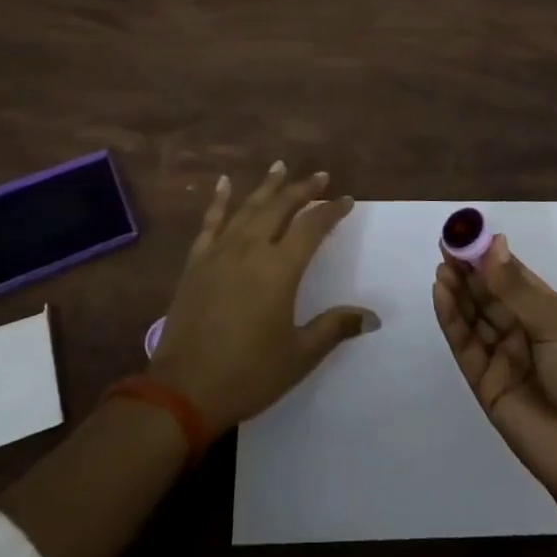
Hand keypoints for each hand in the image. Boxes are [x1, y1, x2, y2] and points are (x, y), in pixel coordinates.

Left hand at [152, 162, 378, 430]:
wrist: (183, 390)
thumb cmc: (249, 374)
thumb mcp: (299, 356)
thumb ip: (335, 328)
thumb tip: (373, 316)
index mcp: (280, 269)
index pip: (312, 227)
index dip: (331, 210)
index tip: (347, 200)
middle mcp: (252, 249)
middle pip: (281, 207)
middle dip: (302, 189)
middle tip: (320, 176)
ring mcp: (220, 252)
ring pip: (248, 207)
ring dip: (267, 186)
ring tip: (280, 165)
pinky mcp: (196, 262)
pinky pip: (210, 221)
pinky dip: (219, 200)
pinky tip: (224, 183)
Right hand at [434, 233, 556, 511]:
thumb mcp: (556, 325)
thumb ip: (516, 289)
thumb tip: (493, 244)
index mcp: (546, 313)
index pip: (511, 276)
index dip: (488, 255)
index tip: (465, 233)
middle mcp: (521, 330)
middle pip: (487, 294)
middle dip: (467, 270)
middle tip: (446, 246)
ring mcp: (501, 357)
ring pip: (472, 316)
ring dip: (456, 291)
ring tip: (442, 267)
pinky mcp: (483, 383)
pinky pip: (464, 345)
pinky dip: (451, 319)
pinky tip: (441, 294)